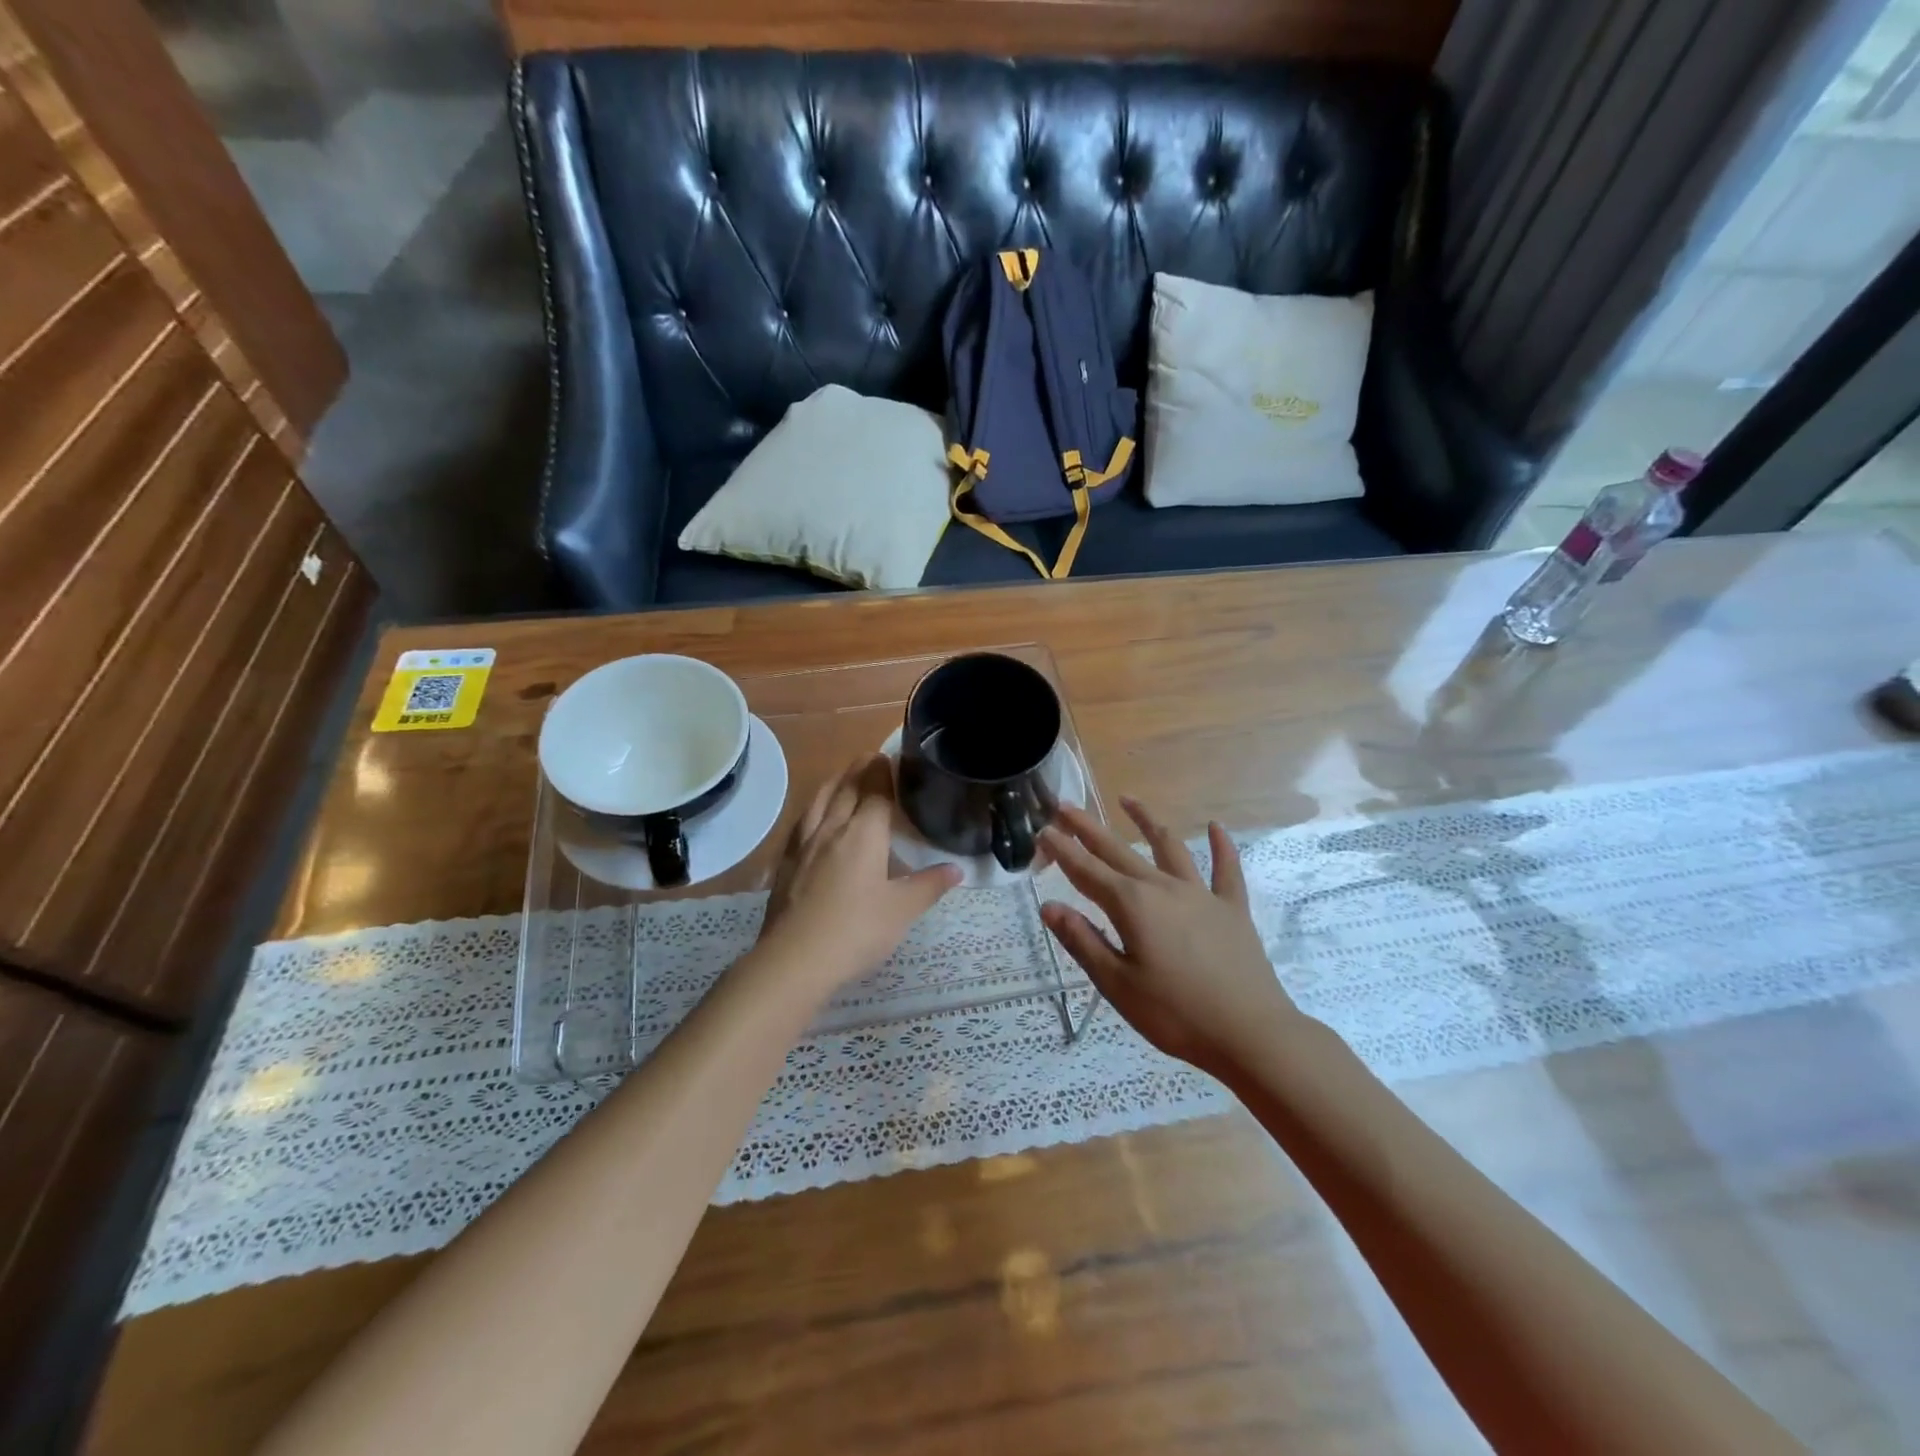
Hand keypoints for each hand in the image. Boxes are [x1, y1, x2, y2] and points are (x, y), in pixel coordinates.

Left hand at [755, 755, 960, 996]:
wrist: (795, 958)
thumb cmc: (857, 931)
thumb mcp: (902, 911)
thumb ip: (929, 886)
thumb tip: (957, 869)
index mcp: (864, 834)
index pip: (876, 790)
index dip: (885, 772)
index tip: (892, 758)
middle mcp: (833, 828)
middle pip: (846, 788)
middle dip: (860, 769)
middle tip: (871, 757)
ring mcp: (805, 844)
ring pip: (820, 800)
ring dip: (834, 782)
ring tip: (843, 776)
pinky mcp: (786, 862)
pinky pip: (802, 822)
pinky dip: (813, 808)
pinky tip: (814, 817)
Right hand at [1040, 798, 1298, 1074]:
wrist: (1251, 1033)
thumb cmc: (1175, 1014)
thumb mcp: (1117, 984)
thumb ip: (1083, 941)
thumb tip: (1049, 907)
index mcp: (1131, 906)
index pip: (1086, 872)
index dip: (1062, 850)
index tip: (1042, 830)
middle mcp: (1162, 888)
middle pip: (1118, 851)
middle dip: (1088, 828)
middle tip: (1065, 805)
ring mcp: (1200, 895)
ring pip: (1168, 847)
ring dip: (1146, 821)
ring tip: (1128, 799)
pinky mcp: (1231, 909)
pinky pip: (1226, 870)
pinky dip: (1221, 847)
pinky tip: (1216, 827)